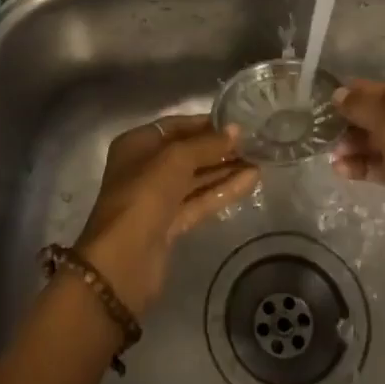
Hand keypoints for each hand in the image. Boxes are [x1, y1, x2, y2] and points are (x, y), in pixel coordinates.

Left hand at [74, 115, 259, 314]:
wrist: (124, 260)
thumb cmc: (144, 195)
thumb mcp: (176, 159)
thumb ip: (207, 144)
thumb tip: (236, 130)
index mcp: (137, 145)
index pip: (176, 126)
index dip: (206, 124)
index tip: (237, 123)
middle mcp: (145, 168)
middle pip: (188, 153)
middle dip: (219, 149)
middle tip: (255, 143)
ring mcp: (158, 198)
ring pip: (196, 178)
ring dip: (225, 170)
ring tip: (260, 160)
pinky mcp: (171, 223)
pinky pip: (200, 200)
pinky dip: (223, 191)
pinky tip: (251, 181)